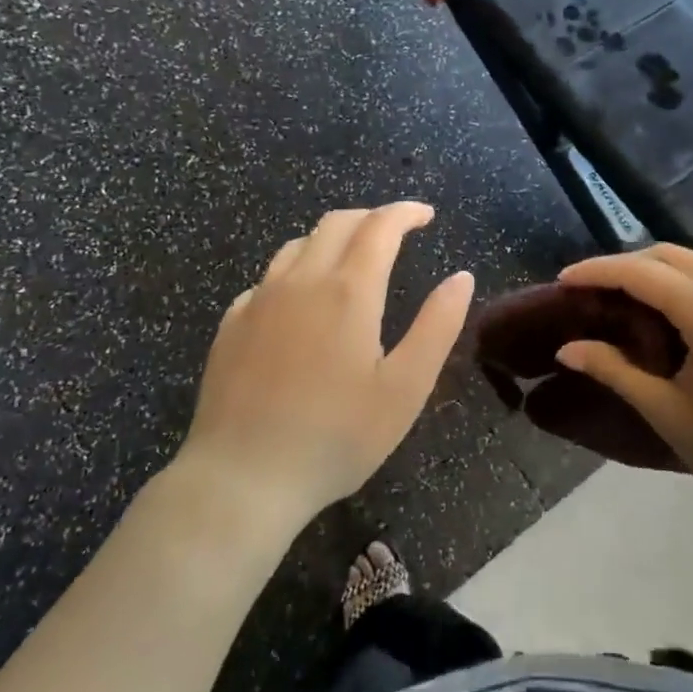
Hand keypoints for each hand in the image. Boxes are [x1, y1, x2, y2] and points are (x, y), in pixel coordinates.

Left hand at [177, 203, 473, 532]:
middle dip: (371, 218)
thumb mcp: (405, 389)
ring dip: (332, 239)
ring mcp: (259, 300)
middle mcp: (301, 281)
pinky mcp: (231, 325)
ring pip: (298, 245)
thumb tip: (461, 277)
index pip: (380, 226)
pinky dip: (297, 271)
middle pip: (336, 223)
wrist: (242, 479)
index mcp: (348, 291)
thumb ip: (438, 326)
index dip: (406, 212)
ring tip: (352, 261)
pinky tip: (302, 302)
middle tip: (396, 233)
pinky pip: (269, 278)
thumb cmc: (336, 437)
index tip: (426, 215)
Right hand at [555, 245, 692, 525]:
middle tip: (590, 292)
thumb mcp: (669, 412)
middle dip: (623, 265)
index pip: (639, 272)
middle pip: (666, 255)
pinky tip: (671, 317)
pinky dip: (683, 284)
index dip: (596, 271)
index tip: (562, 281)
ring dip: (654, 272)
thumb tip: (568, 348)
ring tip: (624, 302)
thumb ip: (615, 371)